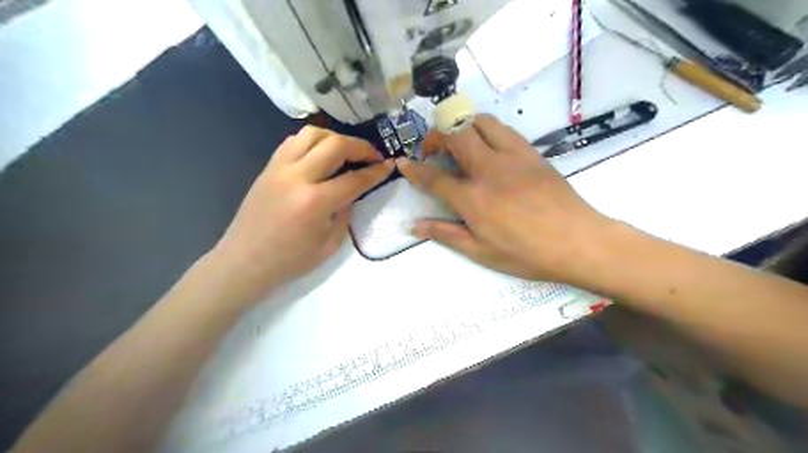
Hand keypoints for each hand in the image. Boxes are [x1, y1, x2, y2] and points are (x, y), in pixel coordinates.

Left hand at [213, 123, 392, 293]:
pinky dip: (313, 141)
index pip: (354, 179)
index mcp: (315, 202)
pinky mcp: (268, 167)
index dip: (376, 171)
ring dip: (336, 138)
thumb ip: (345, 212)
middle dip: (360, 146)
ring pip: (312, 134)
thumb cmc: (290, 260)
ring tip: (347, 151)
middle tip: (372, 156)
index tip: (389, 164)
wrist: (245, 261)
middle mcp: (297, 177)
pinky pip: (293, 142)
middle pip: (335, 145)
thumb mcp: (330, 243)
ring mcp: (279, 168)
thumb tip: (351, 191)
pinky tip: (321, 154)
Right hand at [397, 114, 611, 281]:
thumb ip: (446, 234)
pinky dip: (486, 131)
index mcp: (473, 199)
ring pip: (480, 121)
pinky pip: (503, 129)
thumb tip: (415, 226)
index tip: (403, 163)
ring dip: (461, 126)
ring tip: (458, 144)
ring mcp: (512, 156)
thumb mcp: (481, 252)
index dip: (414, 169)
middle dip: (435, 135)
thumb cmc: (527, 253)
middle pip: (455, 134)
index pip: (434, 177)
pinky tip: (487, 148)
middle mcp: (489, 169)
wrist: (578, 241)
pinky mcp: (531, 152)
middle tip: (432, 150)